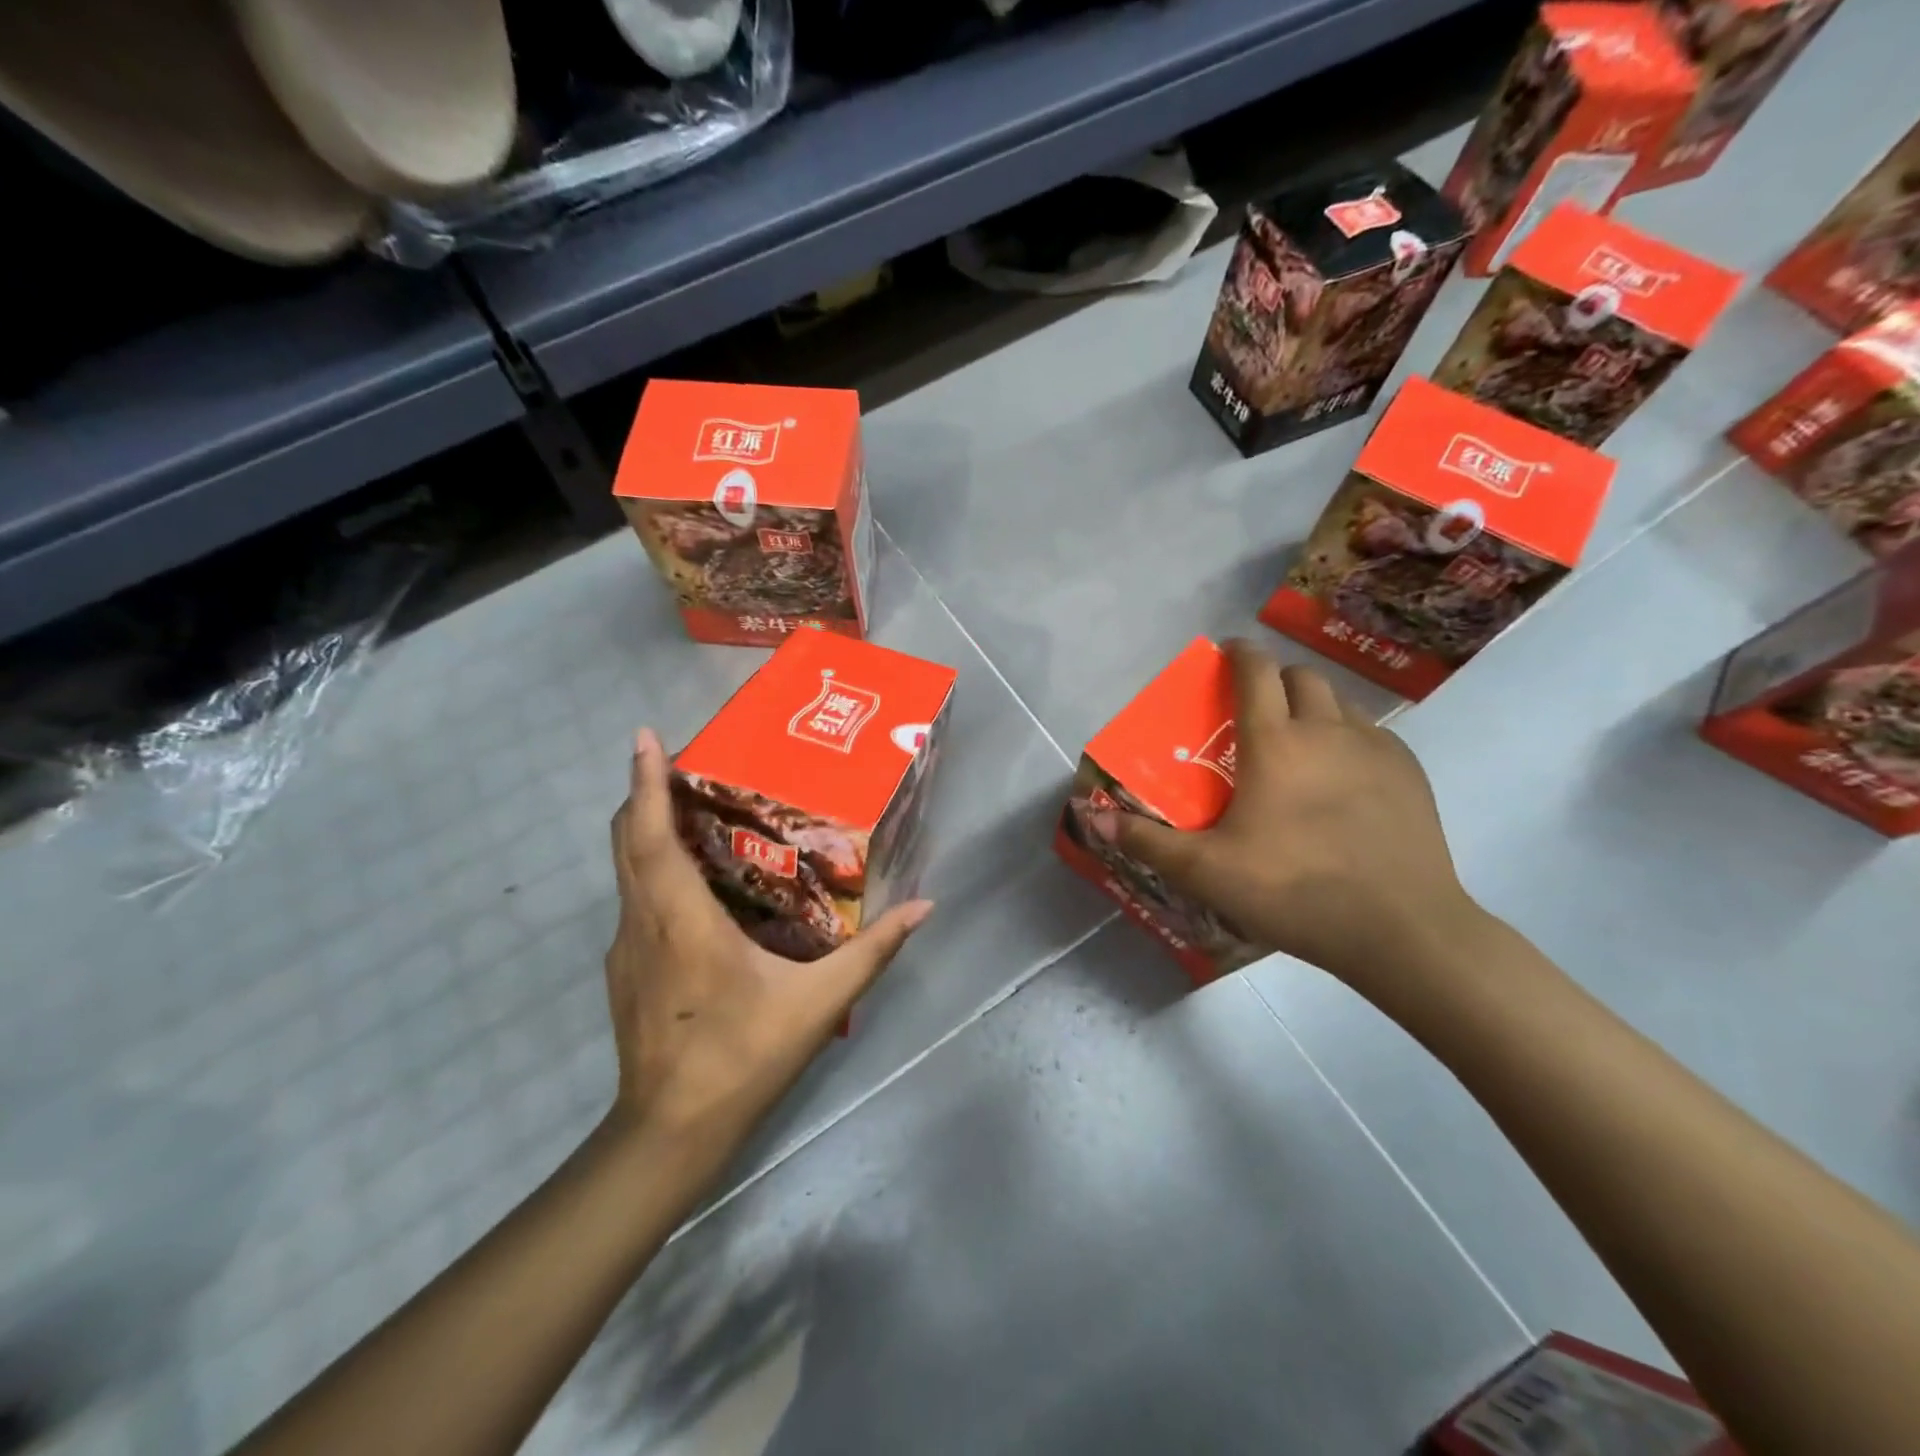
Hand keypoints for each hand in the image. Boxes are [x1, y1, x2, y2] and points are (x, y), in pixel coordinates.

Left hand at [603, 728, 930, 1173]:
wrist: (669, 1133)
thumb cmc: (743, 1057)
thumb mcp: (819, 1003)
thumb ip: (875, 951)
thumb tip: (925, 906)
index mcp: (682, 920)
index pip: (652, 836)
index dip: (646, 782)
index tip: (646, 738)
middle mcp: (642, 922)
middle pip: (627, 840)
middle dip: (643, 792)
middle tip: (682, 762)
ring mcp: (624, 947)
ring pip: (626, 869)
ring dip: (646, 828)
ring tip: (690, 807)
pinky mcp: (623, 969)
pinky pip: (633, 898)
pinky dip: (652, 867)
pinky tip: (693, 882)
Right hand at [1088, 640, 1482, 1001]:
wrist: (1401, 928)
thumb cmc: (1294, 890)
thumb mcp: (1207, 871)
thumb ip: (1148, 841)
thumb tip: (1095, 818)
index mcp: (1275, 742)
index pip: (1255, 671)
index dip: (1237, 653)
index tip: (1224, 652)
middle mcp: (1326, 730)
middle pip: (1301, 677)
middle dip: (1275, 679)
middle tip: (1256, 709)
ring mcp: (1375, 748)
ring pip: (1339, 703)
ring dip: (1313, 707)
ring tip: (1299, 744)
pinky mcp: (1410, 773)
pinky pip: (1372, 734)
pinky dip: (1348, 738)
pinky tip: (1343, 780)